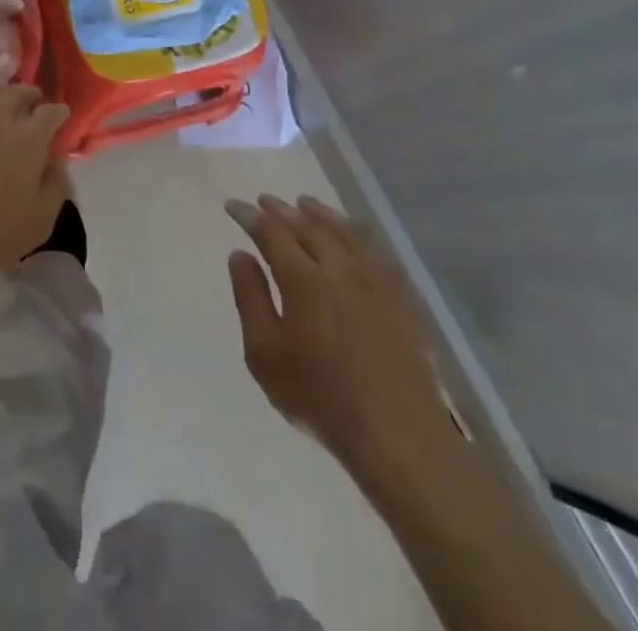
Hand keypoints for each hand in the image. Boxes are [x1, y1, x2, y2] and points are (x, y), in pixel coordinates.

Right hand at [226, 194, 465, 509]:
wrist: (400, 437)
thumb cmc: (321, 398)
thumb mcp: (265, 355)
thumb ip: (250, 299)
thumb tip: (239, 254)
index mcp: (303, 280)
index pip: (271, 233)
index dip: (250, 216)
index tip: (233, 205)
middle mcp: (340, 269)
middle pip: (309, 226)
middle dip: (283, 210)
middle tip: (266, 200)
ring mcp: (376, 282)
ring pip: (346, 232)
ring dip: (322, 214)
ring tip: (306, 204)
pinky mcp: (403, 300)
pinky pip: (377, 253)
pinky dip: (359, 235)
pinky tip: (354, 238)